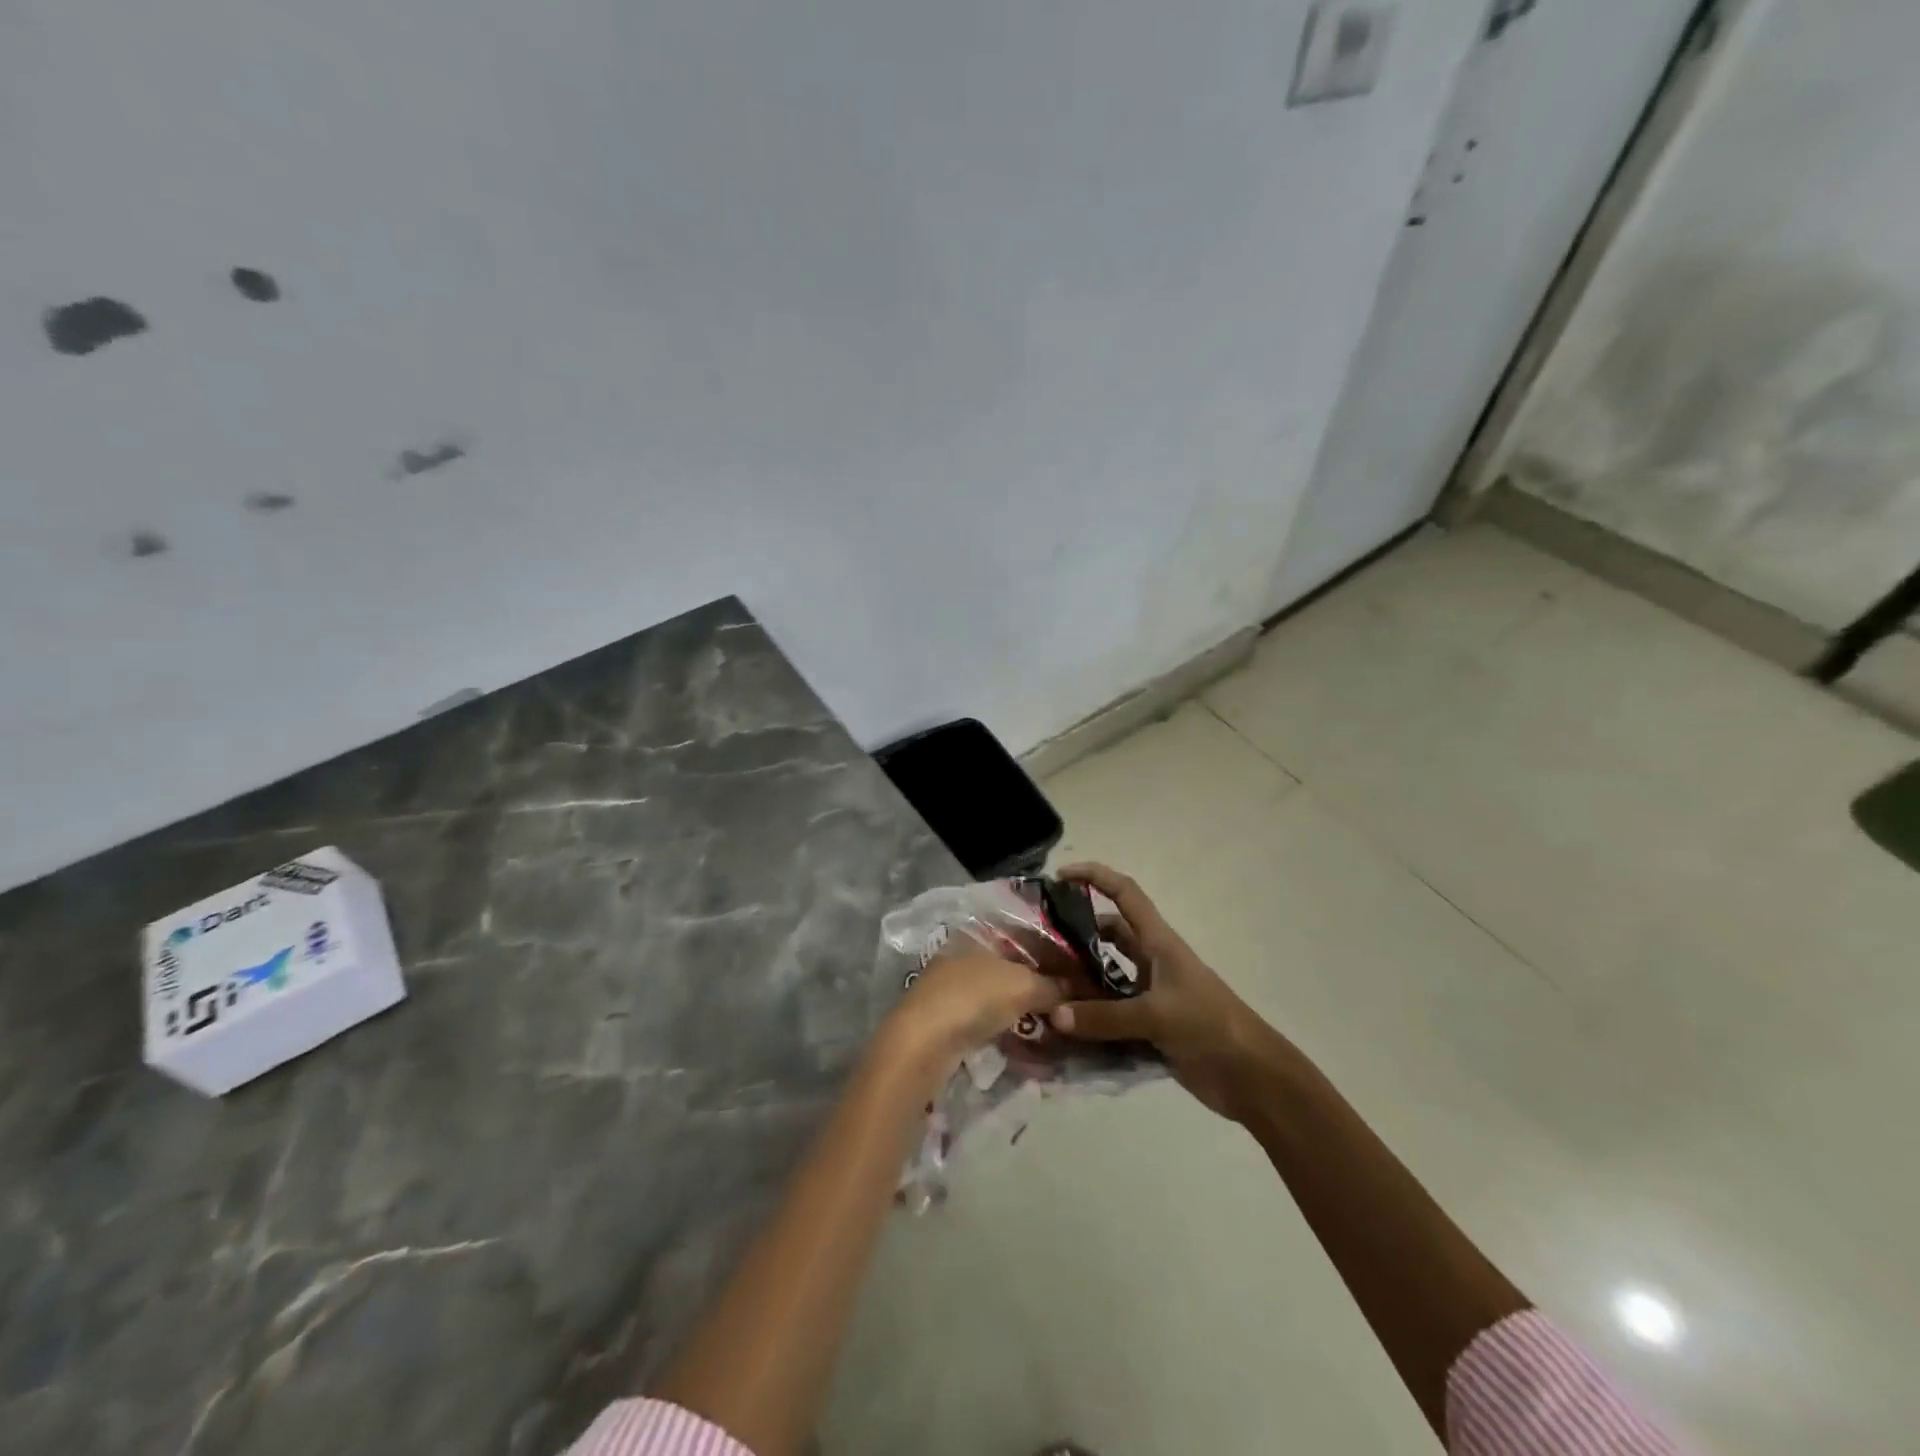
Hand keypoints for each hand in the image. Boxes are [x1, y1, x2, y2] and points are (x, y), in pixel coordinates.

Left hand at [881, 948, 1062, 1077]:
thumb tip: (1074, 991)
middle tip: (1070, 1006)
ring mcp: (951, 991)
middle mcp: (961, 957)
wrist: (922, 1044)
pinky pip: (988, 1024)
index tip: (1077, 975)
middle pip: (1011, 970)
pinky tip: (1029, 1047)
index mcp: (976, 936)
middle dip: (1040, 988)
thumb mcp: (1023, 986)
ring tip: (1055, 1030)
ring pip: (999, 998)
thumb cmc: (973, 998)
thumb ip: (1052, 986)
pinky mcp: (947, 1023)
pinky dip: (1009, 1033)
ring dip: (1026, 1014)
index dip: (1051, 955)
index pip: (1022, 939)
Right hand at [1048, 863, 1291, 1120]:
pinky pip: (1108, 1015)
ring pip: (1104, 977)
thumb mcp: (1157, 1015)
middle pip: (1107, 936)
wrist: (1252, 1077)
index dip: (1095, 876)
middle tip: (1037, 946)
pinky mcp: (1148, 1026)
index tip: (1060, 877)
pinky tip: (1061, 1030)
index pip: (1124, 893)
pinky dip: (1087, 1019)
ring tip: (1040, 988)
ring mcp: (1149, 995)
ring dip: (1078, 981)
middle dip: (1074, 936)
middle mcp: (1150, 962)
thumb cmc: (1210, 1026)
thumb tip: (1053, 1014)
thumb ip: (1104, 1016)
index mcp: (1158, 942)